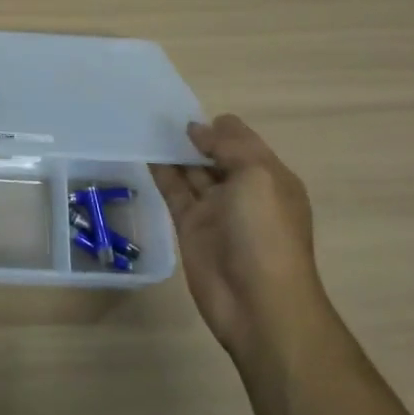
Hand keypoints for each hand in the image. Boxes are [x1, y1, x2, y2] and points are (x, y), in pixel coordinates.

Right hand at [151, 115, 317, 359]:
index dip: (218, 126)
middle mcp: (243, 191)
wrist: (258, 303)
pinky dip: (161, 173)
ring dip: (174, 151)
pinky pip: (174, 192)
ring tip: (146, 126)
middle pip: (215, 155)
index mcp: (269, 176)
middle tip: (159, 114)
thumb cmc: (265, 233)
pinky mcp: (190, 228)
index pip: (242, 140)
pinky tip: (144, 153)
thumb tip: (197, 129)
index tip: (187, 111)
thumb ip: (228, 146)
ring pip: (192, 172)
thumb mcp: (257, 176)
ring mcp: (216, 210)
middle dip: (194, 136)